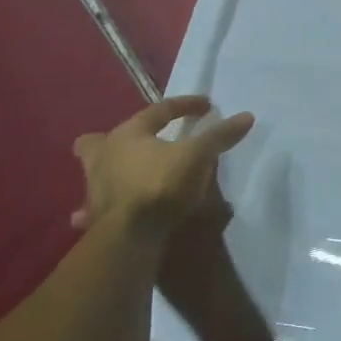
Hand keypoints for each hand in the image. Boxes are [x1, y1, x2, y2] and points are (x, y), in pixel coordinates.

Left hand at [71, 96, 254, 237]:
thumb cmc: (161, 184)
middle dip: (114, 140)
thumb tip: (246, 116)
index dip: (185, 105)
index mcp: (127, 134)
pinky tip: (112, 217)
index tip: (207, 107)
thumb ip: (219, 136)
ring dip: (108, 174)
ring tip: (127, 178)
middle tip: (135, 143)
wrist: (130, 235)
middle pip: (97, 141)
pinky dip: (99, 211)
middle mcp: (103, 157)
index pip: (158, 110)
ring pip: (95, 173)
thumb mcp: (197, 156)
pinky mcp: (94, 218)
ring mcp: (94, 189)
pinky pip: (93, 210)